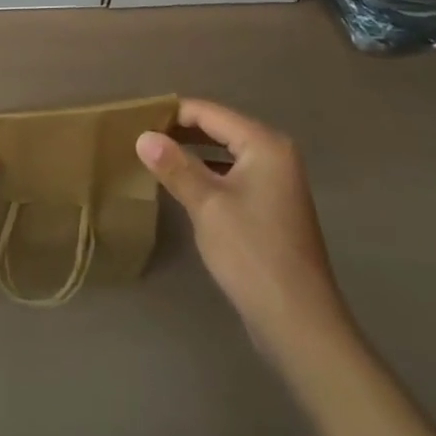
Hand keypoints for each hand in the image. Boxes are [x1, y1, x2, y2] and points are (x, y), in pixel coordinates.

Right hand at [137, 99, 347, 354]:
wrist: (299, 322)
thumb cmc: (252, 253)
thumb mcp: (207, 205)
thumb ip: (175, 166)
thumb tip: (143, 136)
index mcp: (264, 144)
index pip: (210, 113)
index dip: (173, 113)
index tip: (136, 118)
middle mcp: (275, 155)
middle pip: (220, 129)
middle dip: (181, 131)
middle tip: (140, 136)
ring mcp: (276, 183)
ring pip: (225, 154)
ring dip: (192, 153)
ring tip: (154, 156)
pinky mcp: (271, 208)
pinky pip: (232, 176)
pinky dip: (207, 175)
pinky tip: (182, 186)